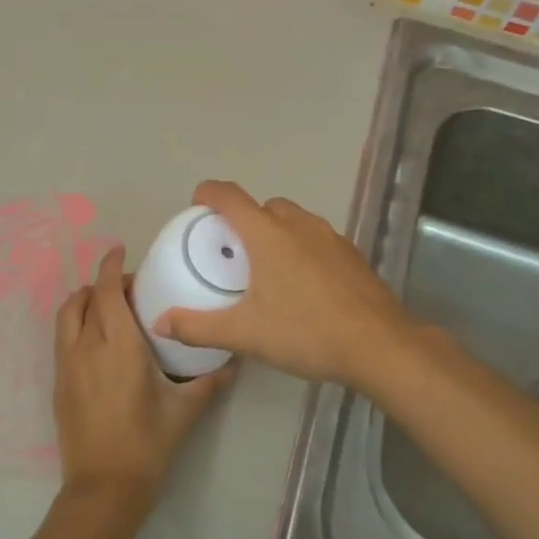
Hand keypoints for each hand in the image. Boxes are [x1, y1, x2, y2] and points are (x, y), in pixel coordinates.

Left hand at [53, 245, 233, 506]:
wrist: (103, 487)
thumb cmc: (146, 444)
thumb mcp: (184, 411)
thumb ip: (209, 382)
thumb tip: (232, 363)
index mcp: (119, 346)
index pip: (108, 292)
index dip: (111, 266)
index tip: (120, 251)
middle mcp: (87, 347)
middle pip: (83, 298)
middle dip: (102, 283)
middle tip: (127, 289)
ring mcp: (67, 366)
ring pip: (66, 316)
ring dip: (84, 302)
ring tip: (108, 309)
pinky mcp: (58, 383)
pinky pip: (62, 339)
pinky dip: (76, 325)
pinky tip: (97, 343)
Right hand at [154, 181, 413, 392]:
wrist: (379, 345)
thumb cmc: (306, 332)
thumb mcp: (245, 334)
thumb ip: (199, 327)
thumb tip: (159, 323)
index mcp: (266, 234)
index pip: (229, 196)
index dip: (208, 194)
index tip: (196, 206)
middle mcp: (298, 225)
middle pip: (263, 206)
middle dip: (244, 219)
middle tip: (232, 252)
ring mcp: (329, 237)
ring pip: (293, 220)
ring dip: (275, 232)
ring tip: (267, 268)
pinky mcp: (351, 254)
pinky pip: (316, 238)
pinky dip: (301, 248)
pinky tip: (302, 284)